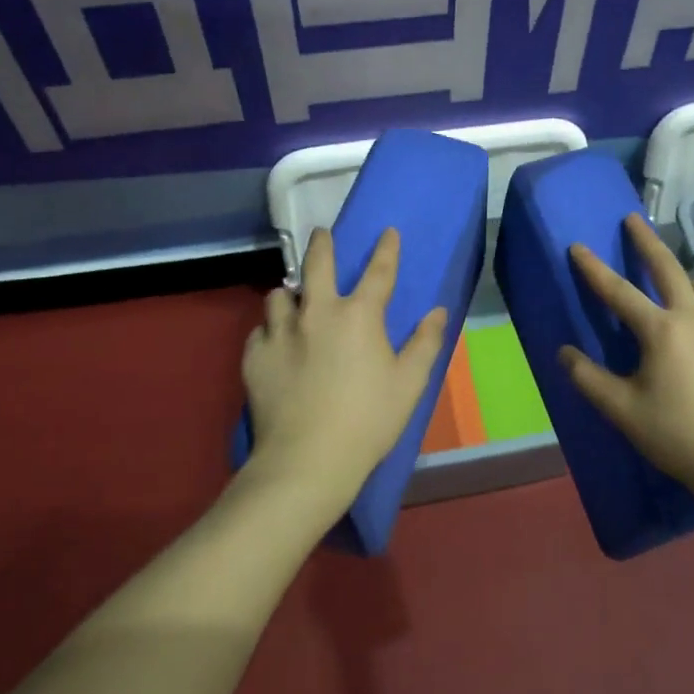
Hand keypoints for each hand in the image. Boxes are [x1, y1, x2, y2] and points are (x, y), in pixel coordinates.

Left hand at [242, 226, 448, 515]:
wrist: (308, 461)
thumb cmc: (368, 421)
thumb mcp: (410, 384)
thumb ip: (426, 343)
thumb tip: (438, 311)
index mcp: (359, 315)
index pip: (378, 271)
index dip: (387, 249)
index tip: (388, 232)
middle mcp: (317, 313)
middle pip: (317, 264)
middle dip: (322, 244)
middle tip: (321, 234)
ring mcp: (281, 333)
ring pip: (279, 295)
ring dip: (290, 292)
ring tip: (294, 299)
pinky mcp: (255, 357)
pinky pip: (260, 331)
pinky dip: (270, 330)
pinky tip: (275, 343)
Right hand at [560, 214, 693, 509]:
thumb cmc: (676, 435)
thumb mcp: (622, 410)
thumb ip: (588, 378)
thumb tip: (563, 352)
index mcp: (661, 330)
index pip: (618, 291)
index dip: (593, 268)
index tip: (577, 245)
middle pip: (668, 267)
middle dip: (646, 241)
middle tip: (633, 220)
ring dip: (680, 273)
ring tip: (670, 274)